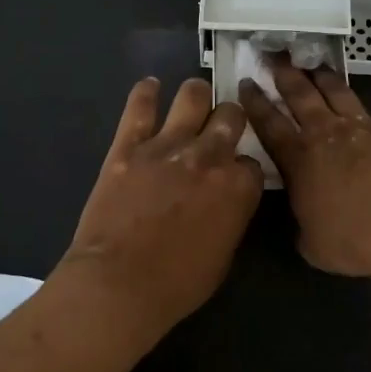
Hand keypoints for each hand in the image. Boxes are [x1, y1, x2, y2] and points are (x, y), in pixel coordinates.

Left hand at [58, 77, 263, 335]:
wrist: (118, 285)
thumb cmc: (176, 284)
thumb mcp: (223, 255)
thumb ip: (231, 215)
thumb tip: (228, 200)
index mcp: (237, 186)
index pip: (252, 162)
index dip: (243, 169)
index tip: (235, 177)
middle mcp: (208, 156)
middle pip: (230, 116)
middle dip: (229, 120)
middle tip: (220, 128)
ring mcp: (167, 145)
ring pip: (192, 96)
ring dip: (197, 96)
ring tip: (193, 99)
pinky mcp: (128, 145)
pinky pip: (140, 106)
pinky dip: (146, 92)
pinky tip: (150, 87)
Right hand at [239, 58, 370, 278]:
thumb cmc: (353, 242)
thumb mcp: (312, 243)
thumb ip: (302, 224)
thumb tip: (304, 220)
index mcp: (299, 159)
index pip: (269, 124)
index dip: (255, 102)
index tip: (246, 81)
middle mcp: (327, 133)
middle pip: (301, 96)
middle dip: (285, 74)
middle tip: (275, 56)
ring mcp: (364, 127)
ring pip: (339, 91)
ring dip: (326, 75)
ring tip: (315, 62)